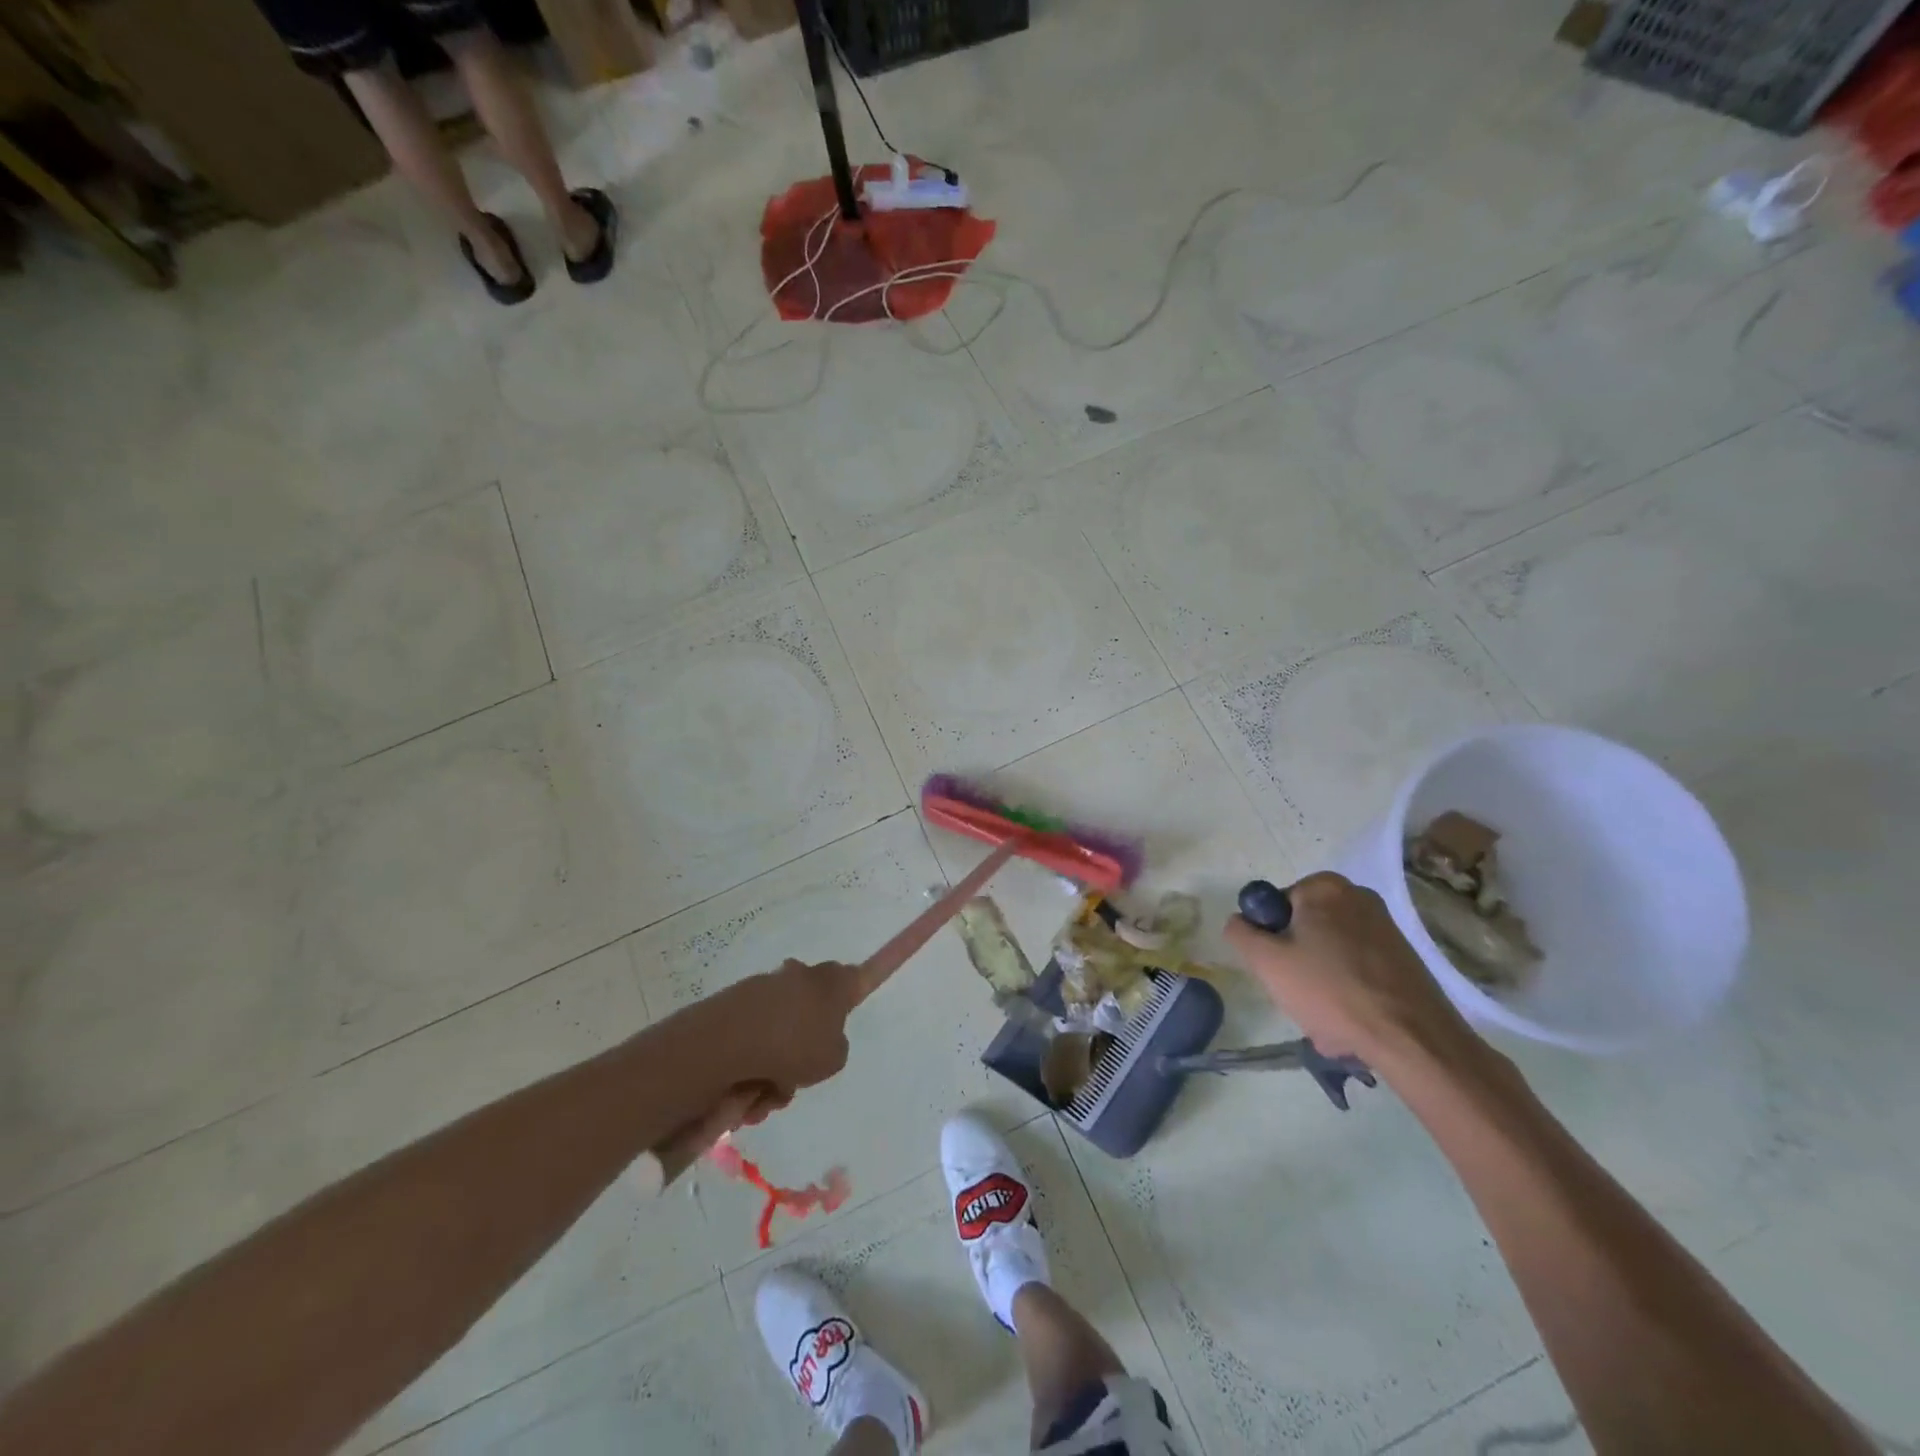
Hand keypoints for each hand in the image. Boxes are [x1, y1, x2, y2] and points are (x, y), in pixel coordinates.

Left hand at [695, 959, 860, 1097]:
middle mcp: (801, 975)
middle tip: (801, 1073)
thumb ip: (835, 1047)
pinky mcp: (736, 1002)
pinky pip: (754, 1039)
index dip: (864, 980)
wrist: (729, 1041)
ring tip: (767, 1093)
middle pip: (814, 1009)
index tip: (867, 981)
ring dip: (776, 1065)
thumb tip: (816, 1041)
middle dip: (806, 1044)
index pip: (859, 975)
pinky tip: (746, 1089)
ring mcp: (766, 986)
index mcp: (833, 982)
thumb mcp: (835, 1058)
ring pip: (782, 1032)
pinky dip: (752, 1064)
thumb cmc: (795, 1045)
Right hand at [1223, 873, 1481, 1070]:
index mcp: (1324, 887)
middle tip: (1298, 996)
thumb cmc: (1331, 991)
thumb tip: (1240, 921)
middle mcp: (1357, 896)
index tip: (1278, 970)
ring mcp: (1385, 926)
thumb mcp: (1266, 962)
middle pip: (1303, 928)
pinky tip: (1351, 1022)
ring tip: (1327, 1020)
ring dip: (1320, 982)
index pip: (1274, 906)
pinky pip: (1357, 968)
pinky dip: (1348, 990)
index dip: (1269, 939)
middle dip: (1296, 963)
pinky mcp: (1404, 956)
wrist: (1413, 1039)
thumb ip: (1240, 933)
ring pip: (1329, 952)